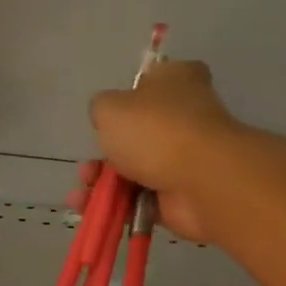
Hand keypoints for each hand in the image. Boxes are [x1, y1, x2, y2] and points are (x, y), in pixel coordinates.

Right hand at [90, 59, 235, 244]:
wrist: (201, 182)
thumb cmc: (155, 130)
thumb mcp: (109, 107)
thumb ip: (101, 109)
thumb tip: (107, 121)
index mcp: (177, 81)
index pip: (154, 79)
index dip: (130, 94)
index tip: (111, 112)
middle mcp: (185, 116)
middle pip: (137, 132)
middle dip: (106, 151)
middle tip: (88, 165)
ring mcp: (185, 157)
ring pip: (134, 168)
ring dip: (104, 180)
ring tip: (84, 191)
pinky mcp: (181, 193)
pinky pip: (140, 197)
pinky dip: (116, 203)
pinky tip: (91, 206)